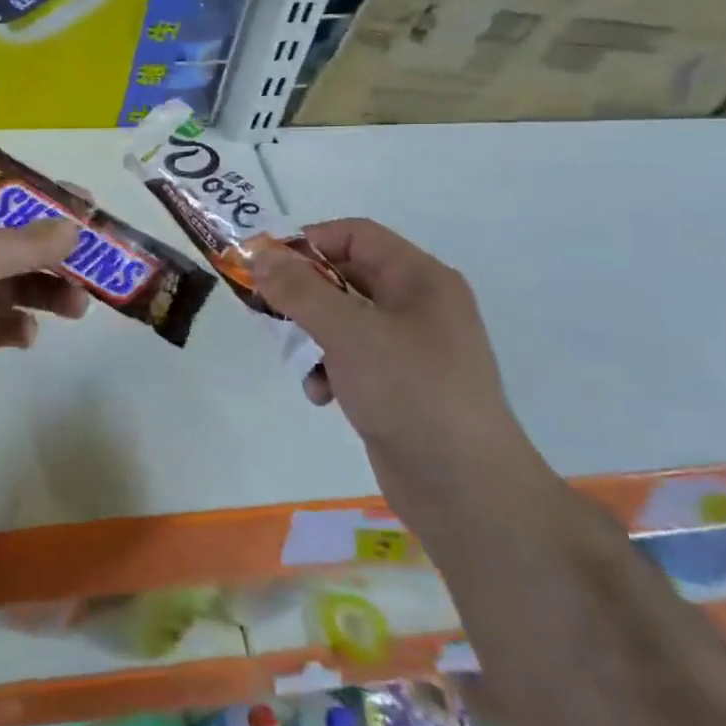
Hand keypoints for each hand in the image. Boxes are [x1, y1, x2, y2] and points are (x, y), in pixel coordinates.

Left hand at [0, 201, 87, 421]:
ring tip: (78, 305)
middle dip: (53, 255)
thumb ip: (29, 242)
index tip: (85, 207)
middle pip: (13, 245)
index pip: (1, 198)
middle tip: (97, 261)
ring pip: (13, 286)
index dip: (43, 200)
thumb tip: (75, 227)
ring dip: (46, 292)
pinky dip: (17, 327)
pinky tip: (25, 335)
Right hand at [252, 219, 544, 515]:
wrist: (466, 490)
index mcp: (420, 279)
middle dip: (304, 292)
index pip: (355, 235)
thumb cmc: (411, 393)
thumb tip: (259, 255)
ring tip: (297, 357)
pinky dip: (329, 370)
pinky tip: (321, 395)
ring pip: (343, 320)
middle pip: (346, 276)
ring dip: (312, 335)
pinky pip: (352, 359)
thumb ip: (299, 290)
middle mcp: (418, 305)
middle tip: (266, 306)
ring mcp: (410, 348)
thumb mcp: (348, 333)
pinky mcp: (399, 385)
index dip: (308, 242)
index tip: (265, 265)